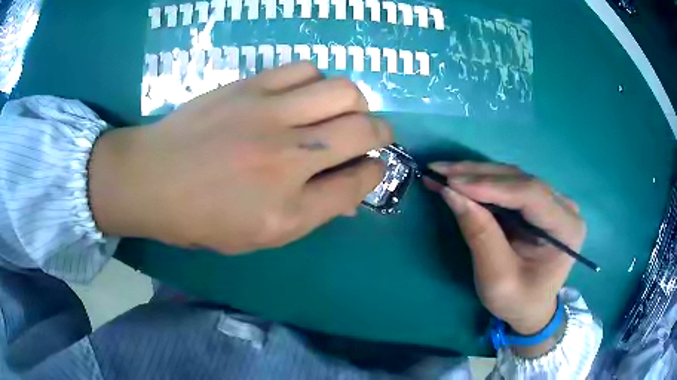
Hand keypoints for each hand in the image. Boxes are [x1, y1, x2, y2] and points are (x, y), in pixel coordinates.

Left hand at [88, 62, 392, 253]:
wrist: (151, 178)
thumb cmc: (201, 217)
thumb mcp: (259, 234)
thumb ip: (311, 212)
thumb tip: (350, 190)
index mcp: (287, 210)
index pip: (358, 182)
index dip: (375, 172)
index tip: (371, 166)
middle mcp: (287, 159)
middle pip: (364, 130)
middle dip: (381, 133)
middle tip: (371, 135)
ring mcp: (268, 114)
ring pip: (343, 90)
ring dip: (351, 103)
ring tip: (336, 112)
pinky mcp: (250, 86)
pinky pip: (305, 69)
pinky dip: (316, 81)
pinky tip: (302, 95)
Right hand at [423, 162, 585, 337]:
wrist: (532, 309)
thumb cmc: (518, 301)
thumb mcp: (497, 279)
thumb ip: (480, 235)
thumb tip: (452, 193)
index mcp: (567, 229)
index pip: (531, 195)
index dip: (492, 186)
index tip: (452, 183)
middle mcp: (564, 207)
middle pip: (520, 180)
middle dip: (477, 175)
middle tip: (439, 170)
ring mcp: (553, 202)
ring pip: (512, 177)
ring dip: (476, 174)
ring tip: (443, 172)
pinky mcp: (539, 203)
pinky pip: (509, 185)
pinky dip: (482, 182)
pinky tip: (459, 179)